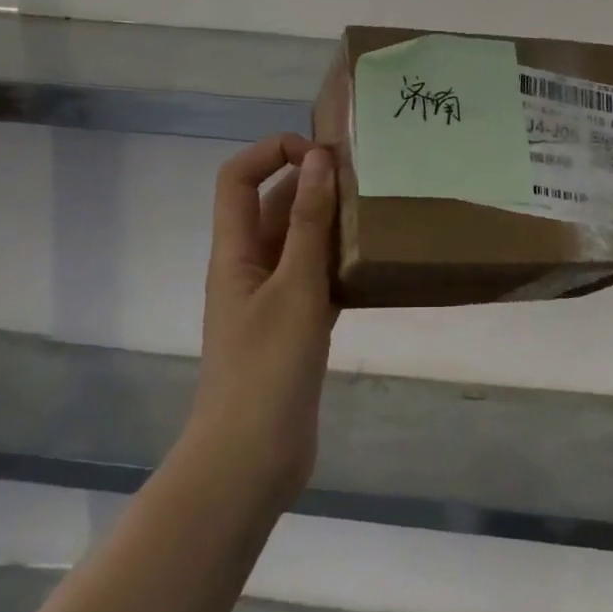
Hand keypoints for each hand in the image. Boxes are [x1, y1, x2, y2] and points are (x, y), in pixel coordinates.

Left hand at [186, 133, 338, 511]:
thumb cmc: (268, 368)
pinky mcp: (293, 326)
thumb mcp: (296, 287)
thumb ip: (310, 223)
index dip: (272, 152)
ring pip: (298, 242)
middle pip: (273, 206)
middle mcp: (248, 267)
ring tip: (377, 212)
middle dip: (312, 184)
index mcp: (234, 252)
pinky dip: (339, 263)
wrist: (252, 459)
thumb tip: (319, 159)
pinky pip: (315, 278)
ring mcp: (270, 298)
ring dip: (330, 223)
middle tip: (366, 178)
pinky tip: (374, 262)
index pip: (238, 178)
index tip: (321, 154)